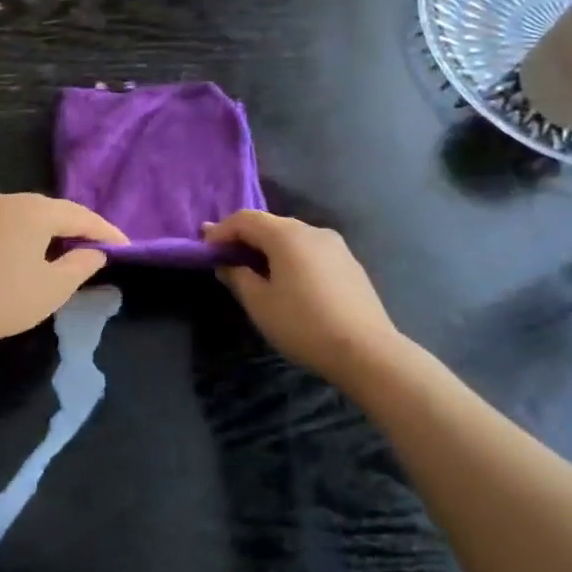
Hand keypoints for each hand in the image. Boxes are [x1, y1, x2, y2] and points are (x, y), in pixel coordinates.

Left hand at [0, 193, 125, 353]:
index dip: (105, 232)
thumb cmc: (3, 299)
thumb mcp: (53, 287)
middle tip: (100, 247)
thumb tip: (94, 252)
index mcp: (34, 210)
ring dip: (52, 229)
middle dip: (79, 227)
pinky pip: (10, 221)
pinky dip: (28, 232)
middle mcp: (10, 199)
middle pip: (54, 210)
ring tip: (70, 249)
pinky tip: (33, 249)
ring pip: (30, 213)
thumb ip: (81, 265)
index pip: (80, 216)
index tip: (126, 247)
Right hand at [201, 210, 404, 377]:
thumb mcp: (259, 303)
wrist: (367, 352)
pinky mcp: (349, 264)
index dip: (221, 231)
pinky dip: (290, 258)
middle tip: (224, 256)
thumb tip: (227, 264)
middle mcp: (312, 231)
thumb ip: (238, 276)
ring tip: (253, 270)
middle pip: (270, 224)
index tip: (204, 247)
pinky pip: (310, 251)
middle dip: (244, 237)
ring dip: (268, 248)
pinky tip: (286, 280)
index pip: (245, 219)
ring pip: (292, 238)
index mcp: (287, 235)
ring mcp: (336, 246)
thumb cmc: (303, 324)